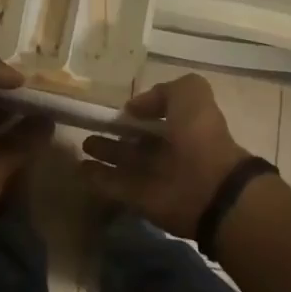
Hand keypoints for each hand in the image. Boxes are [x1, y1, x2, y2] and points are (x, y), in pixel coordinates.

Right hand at [78, 74, 250, 236]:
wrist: (209, 187)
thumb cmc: (200, 134)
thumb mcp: (190, 92)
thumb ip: (163, 92)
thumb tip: (134, 107)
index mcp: (184, 125)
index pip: (158, 116)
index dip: (140, 111)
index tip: (118, 107)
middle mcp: (168, 150)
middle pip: (138, 141)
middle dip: (117, 133)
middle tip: (92, 126)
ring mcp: (153, 176)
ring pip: (124, 162)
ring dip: (105, 154)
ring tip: (83, 145)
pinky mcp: (139, 199)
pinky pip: (115, 186)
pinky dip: (98, 179)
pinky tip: (81, 170)